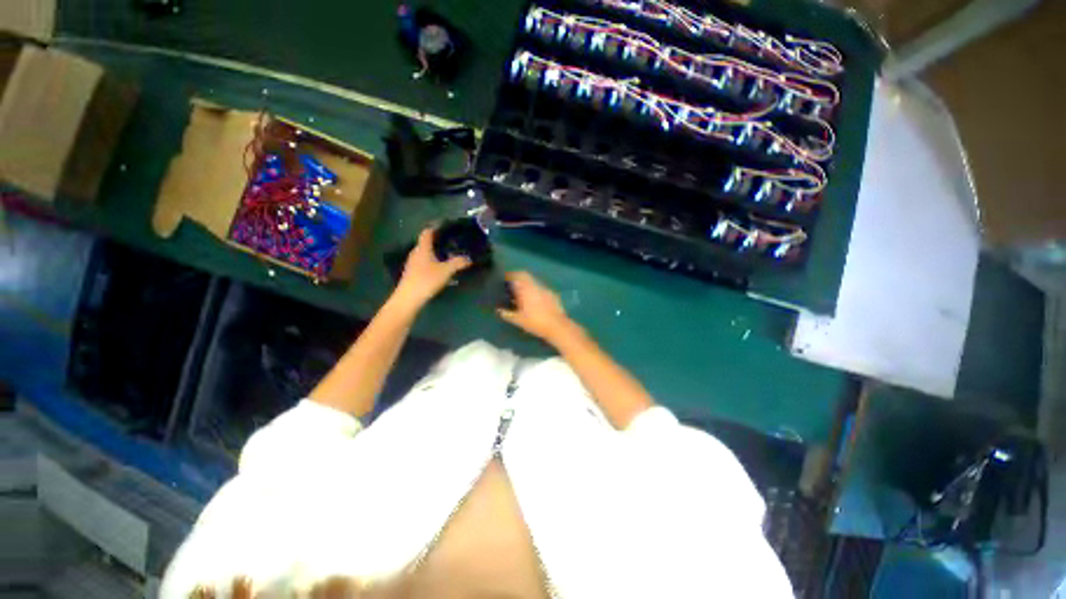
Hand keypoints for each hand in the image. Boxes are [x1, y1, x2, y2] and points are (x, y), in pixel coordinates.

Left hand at [395, 227, 471, 308]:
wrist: (408, 298)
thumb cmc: (426, 280)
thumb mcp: (446, 271)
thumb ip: (458, 263)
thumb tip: (469, 258)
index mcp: (422, 248)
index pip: (427, 232)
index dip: (435, 227)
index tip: (445, 226)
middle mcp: (415, 253)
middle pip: (425, 243)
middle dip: (437, 241)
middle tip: (450, 242)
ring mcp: (412, 264)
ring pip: (425, 254)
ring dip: (435, 253)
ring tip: (447, 255)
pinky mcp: (412, 274)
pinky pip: (424, 263)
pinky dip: (432, 263)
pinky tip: (440, 269)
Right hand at [497, 272, 574, 343]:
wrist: (557, 326)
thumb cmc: (535, 322)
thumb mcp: (518, 320)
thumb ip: (506, 314)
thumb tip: (498, 310)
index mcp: (526, 289)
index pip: (516, 275)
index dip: (510, 275)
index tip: (505, 279)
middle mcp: (535, 285)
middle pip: (525, 275)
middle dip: (518, 278)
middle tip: (512, 286)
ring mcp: (545, 289)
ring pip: (534, 281)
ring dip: (527, 284)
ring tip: (522, 294)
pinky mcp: (552, 294)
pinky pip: (541, 288)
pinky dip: (536, 291)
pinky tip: (535, 300)